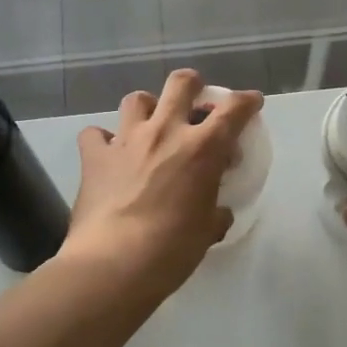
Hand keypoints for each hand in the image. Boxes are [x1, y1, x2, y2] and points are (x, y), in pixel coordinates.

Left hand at [63, 70, 261, 300]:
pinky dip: (102, 140)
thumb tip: (217, 212)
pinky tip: (108, 154)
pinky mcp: (95, 156)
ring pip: (137, 99)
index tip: (251, 102)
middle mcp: (165, 132)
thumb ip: (216, 213)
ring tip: (150, 124)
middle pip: (181, 83)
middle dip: (192, 84)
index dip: (247, 101)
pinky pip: (95, 134)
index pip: (234, 110)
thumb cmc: (172, 249)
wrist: (115, 262)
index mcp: (202, 149)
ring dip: (147, 107)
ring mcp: (126, 140)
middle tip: (195, 100)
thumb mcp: (208, 231)